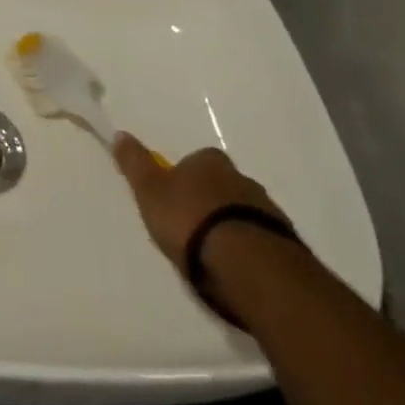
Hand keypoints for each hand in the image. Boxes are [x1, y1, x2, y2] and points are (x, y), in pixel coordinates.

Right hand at [112, 134, 287, 272]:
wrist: (247, 264)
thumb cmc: (190, 221)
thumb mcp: (151, 192)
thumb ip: (136, 164)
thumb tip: (121, 134)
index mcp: (210, 161)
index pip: (194, 162)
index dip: (182, 181)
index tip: (173, 204)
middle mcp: (241, 177)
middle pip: (220, 187)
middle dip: (208, 204)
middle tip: (191, 231)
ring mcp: (266, 210)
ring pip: (242, 213)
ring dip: (229, 228)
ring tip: (213, 257)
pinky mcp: (284, 242)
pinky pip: (259, 240)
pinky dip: (247, 249)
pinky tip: (235, 270)